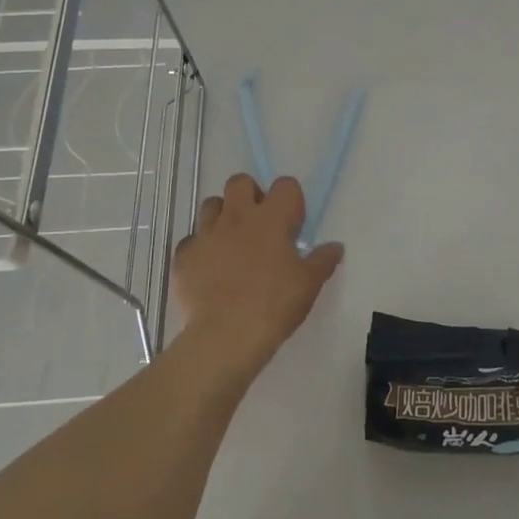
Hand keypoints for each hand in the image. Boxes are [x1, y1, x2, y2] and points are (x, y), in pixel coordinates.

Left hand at [171, 173, 343, 374]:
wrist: (224, 337)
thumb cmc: (273, 305)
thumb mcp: (309, 284)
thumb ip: (323, 260)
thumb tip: (335, 247)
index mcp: (271, 218)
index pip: (285, 185)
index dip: (291, 201)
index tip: (292, 228)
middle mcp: (236, 216)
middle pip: (240, 182)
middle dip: (250, 195)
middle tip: (260, 225)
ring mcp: (205, 234)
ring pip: (211, 204)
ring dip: (222, 216)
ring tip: (231, 243)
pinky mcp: (183, 256)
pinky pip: (191, 240)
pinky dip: (201, 249)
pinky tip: (208, 270)